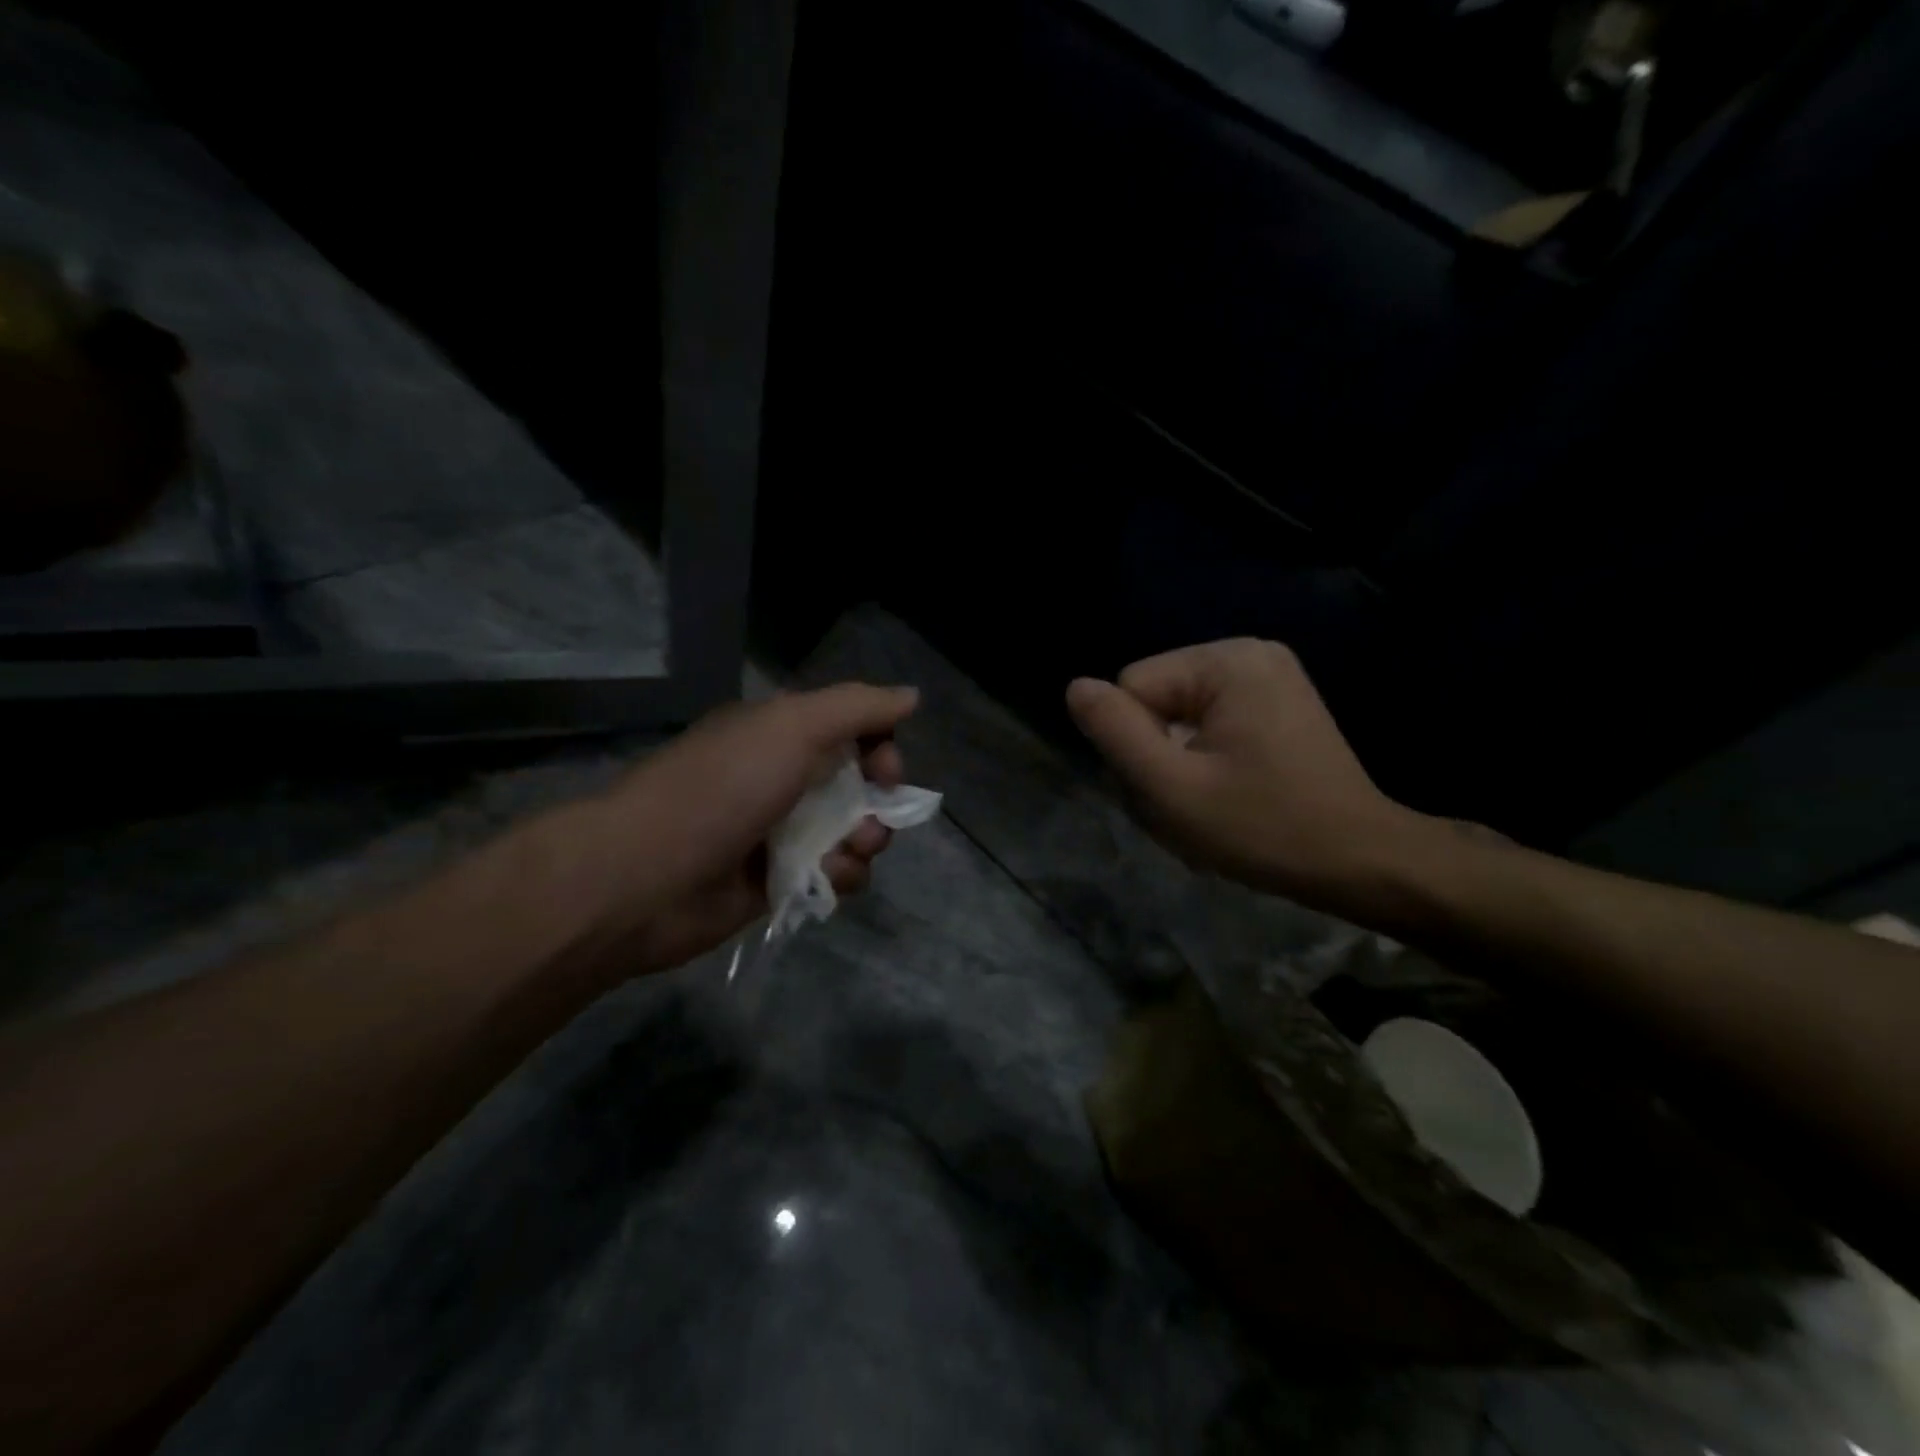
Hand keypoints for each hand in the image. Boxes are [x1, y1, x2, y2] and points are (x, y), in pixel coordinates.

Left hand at [574, 683, 919, 975]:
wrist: (646, 877)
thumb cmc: (723, 788)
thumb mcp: (793, 727)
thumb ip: (857, 708)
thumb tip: (912, 695)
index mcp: (780, 734)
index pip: (852, 730)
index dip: (881, 746)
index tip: (887, 770)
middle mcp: (783, 778)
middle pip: (860, 784)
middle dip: (880, 802)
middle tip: (870, 819)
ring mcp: (781, 833)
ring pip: (854, 832)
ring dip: (865, 842)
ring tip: (845, 853)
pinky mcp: (780, 881)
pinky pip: (835, 874)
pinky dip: (841, 875)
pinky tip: (824, 878)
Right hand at [1066, 639, 1422, 918]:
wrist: (1359, 861)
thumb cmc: (1263, 828)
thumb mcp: (1173, 788)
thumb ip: (1116, 733)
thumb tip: (1075, 687)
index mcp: (1226, 660)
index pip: (1133, 689)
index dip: (1137, 746)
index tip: (1174, 790)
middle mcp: (1248, 652)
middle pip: (1155, 699)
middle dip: (1158, 754)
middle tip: (1190, 805)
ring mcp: (1268, 676)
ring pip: (1177, 715)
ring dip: (1178, 763)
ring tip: (1210, 804)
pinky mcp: (1278, 702)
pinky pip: (1209, 722)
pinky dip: (1204, 759)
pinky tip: (1227, 793)